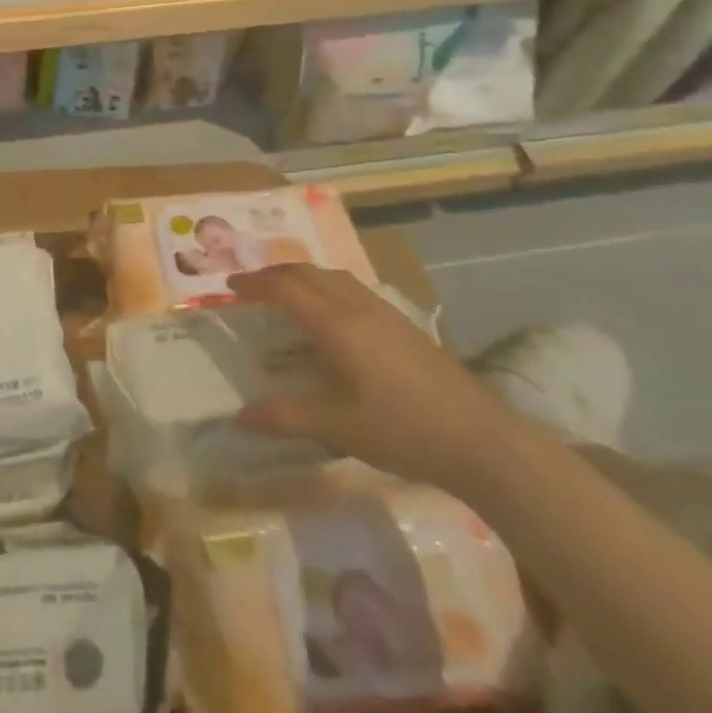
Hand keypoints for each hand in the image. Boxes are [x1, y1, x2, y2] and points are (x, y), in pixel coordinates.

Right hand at [228, 265, 518, 492]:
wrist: (482, 439)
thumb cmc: (402, 429)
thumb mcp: (337, 427)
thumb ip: (286, 416)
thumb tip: (241, 415)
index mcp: (336, 324)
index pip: (285, 288)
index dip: (254, 283)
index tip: (229, 288)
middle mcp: (357, 307)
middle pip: (308, 273)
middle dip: (274, 274)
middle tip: (251, 288)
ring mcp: (385, 313)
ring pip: (333, 277)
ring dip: (303, 277)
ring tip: (286, 294)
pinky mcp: (404, 325)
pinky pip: (353, 289)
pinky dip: (327, 288)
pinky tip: (332, 317)